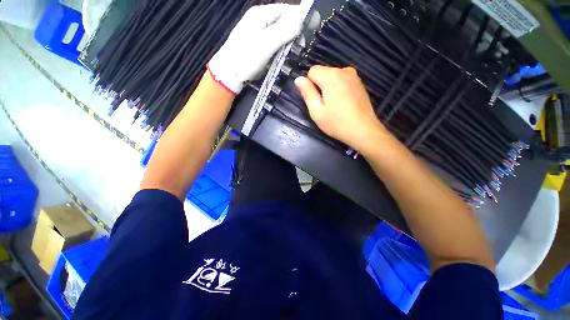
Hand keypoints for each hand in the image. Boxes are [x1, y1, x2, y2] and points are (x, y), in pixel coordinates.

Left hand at [208, 3, 308, 93]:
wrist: (230, 72)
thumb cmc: (247, 57)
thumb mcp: (266, 43)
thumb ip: (284, 30)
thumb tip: (302, 20)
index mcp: (261, 14)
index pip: (286, 10)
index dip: (299, 18)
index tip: (310, 31)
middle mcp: (260, 20)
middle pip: (283, 22)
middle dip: (294, 32)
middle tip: (303, 45)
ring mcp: (258, 34)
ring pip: (279, 34)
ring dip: (288, 42)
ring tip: (297, 51)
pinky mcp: (259, 46)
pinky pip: (274, 44)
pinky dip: (281, 49)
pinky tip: (286, 56)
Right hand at [294, 66, 388, 152]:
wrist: (364, 130)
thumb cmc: (337, 123)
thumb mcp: (317, 111)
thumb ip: (307, 93)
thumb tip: (298, 79)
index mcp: (331, 76)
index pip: (312, 70)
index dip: (310, 85)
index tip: (314, 100)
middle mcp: (344, 70)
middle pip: (323, 72)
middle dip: (320, 86)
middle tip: (324, 105)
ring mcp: (354, 76)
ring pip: (333, 77)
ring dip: (329, 88)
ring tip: (334, 106)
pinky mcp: (360, 83)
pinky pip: (342, 81)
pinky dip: (339, 89)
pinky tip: (343, 104)